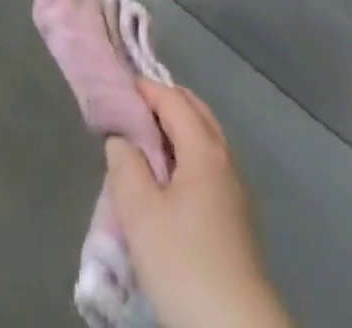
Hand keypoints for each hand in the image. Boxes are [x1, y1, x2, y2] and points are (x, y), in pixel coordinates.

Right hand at [105, 80, 291, 327]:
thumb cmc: (185, 263)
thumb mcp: (140, 212)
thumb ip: (125, 164)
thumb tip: (122, 139)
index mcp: (204, 149)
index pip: (172, 98)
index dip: (143, 88)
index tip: (114, 89)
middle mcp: (225, 160)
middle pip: (194, 112)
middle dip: (162, 102)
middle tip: (128, 111)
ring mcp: (236, 191)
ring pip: (203, 140)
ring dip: (175, 131)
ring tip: (142, 146)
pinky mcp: (237, 220)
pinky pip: (208, 166)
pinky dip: (185, 155)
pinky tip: (166, 182)